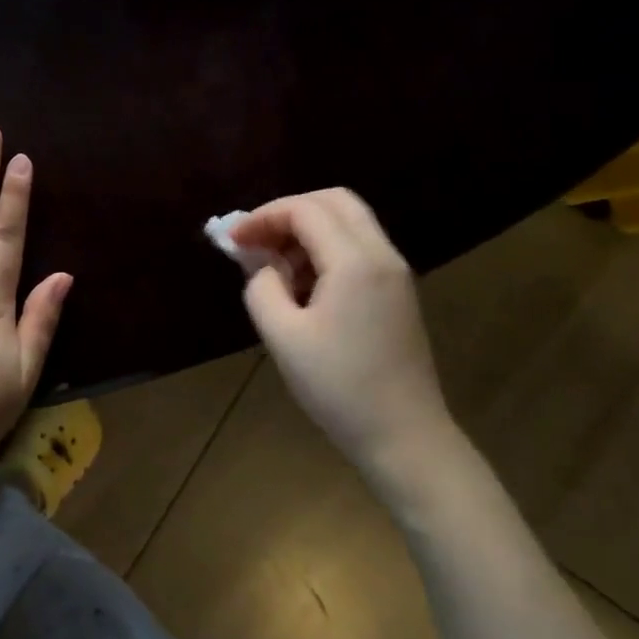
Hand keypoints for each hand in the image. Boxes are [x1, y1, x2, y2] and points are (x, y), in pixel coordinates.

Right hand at [231, 189, 451, 473]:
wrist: (405, 437)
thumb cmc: (338, 387)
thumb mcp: (283, 337)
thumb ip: (262, 287)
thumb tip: (262, 264)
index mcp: (355, 261)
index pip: (305, 210)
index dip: (263, 217)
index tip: (233, 241)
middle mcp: (381, 254)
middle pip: (334, 201)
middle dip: (289, 211)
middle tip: (258, 239)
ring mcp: (395, 273)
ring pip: (350, 221)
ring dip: (309, 229)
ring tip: (276, 265)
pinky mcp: (398, 292)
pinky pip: (360, 247)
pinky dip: (327, 248)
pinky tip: (305, 284)